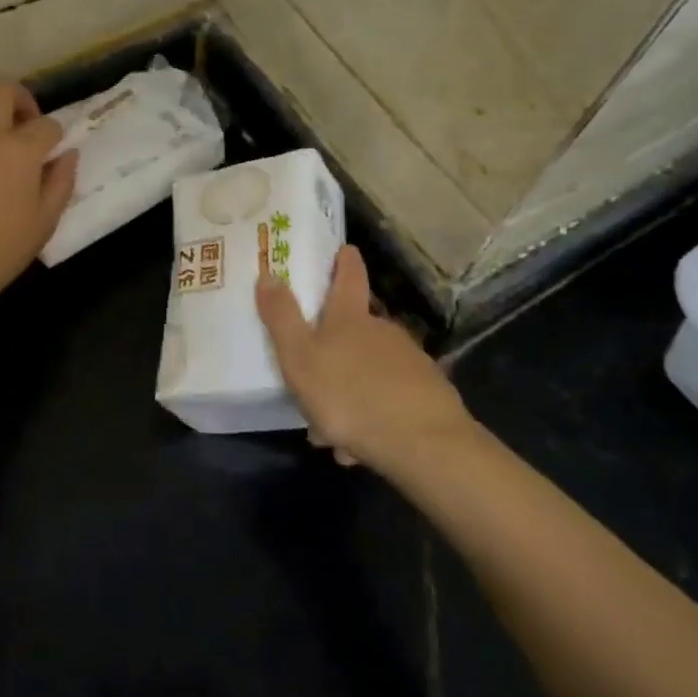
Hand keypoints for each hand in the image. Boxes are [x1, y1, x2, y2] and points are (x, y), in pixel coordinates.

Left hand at [0, 83, 78, 323]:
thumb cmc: (1, 249)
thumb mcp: (45, 221)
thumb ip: (61, 182)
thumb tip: (68, 155)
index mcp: (20, 150)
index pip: (47, 125)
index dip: (56, 136)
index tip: (54, 155)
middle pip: (3, 93)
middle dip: (21, 100)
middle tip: (27, 126)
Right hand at [256, 245, 471, 469]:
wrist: (423, 443)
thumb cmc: (350, 396)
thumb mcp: (300, 359)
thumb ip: (282, 318)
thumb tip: (268, 274)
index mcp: (350, 318)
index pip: (348, 276)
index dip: (344, 261)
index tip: (344, 249)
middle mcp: (383, 330)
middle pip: (357, 328)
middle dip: (336, 349)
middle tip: (314, 380)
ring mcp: (410, 360)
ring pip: (370, 370)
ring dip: (351, 391)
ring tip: (334, 431)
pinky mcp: (429, 393)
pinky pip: (390, 400)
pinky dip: (373, 416)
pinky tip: (361, 447)